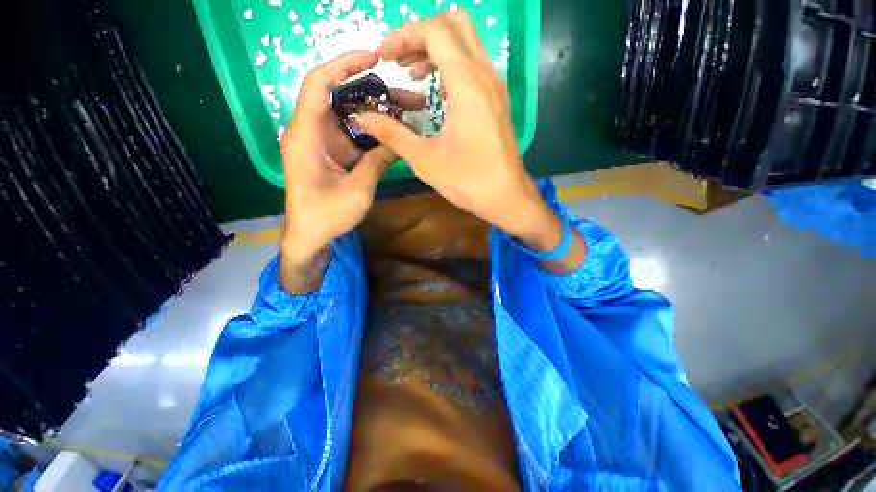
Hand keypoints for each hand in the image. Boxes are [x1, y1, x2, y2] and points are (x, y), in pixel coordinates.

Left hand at [280, 51, 425, 291]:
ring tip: (410, 112)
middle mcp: (313, 132)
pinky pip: (357, 135)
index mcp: (306, 135)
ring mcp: (326, 143)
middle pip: (342, 98)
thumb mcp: (356, 190)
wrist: (311, 236)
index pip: (318, 85)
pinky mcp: (336, 154)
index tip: (373, 58)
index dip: (343, 65)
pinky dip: (376, 132)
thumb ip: (376, 163)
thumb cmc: (325, 216)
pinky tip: (397, 133)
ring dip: (379, 114)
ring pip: (353, 117)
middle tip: (407, 96)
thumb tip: (397, 143)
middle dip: (374, 92)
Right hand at [354, 12, 557, 249]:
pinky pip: (476, 66)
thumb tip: (362, 118)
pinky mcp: (498, 101)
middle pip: (455, 25)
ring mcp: (496, 87)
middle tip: (401, 61)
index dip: (403, 36)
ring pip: (468, 43)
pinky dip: (453, 66)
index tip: (384, 57)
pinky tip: (440, 93)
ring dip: (438, 50)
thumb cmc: (467, 181)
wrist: (506, 198)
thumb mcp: (425, 159)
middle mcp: (486, 75)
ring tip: (415, 75)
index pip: (435, 31)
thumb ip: (392, 133)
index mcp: (467, 84)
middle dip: (422, 35)